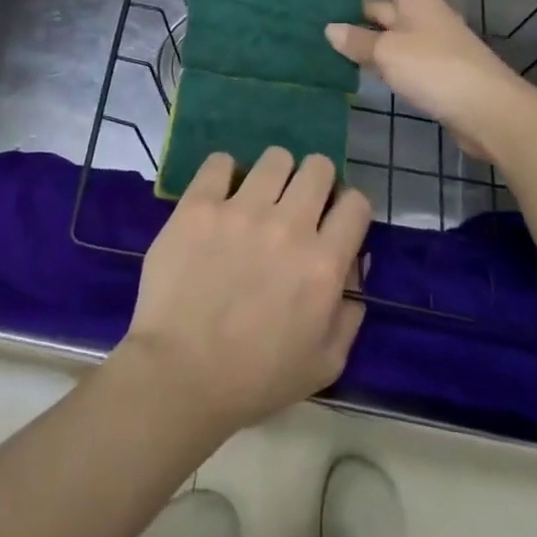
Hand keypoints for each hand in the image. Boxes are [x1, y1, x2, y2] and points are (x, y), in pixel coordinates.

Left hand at [122, 149, 370, 437]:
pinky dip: (224, 173)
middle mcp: (288, 226)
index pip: (356, 204)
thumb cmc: (255, 379)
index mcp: (323, 264)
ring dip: (273, 175)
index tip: (332, 221)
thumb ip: (349, 314)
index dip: (348, 209)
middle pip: (318, 167)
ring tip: (257, 197)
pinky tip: (220, 195)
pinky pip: (220, 162)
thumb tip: (355, 266)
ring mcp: (241, 210)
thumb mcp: (324, 364)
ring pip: (275, 158)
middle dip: (315, 181)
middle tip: (296, 204)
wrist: (180, 374)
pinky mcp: (199, 205)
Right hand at [324, 0, 536, 160]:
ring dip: (368, 41)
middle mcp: (426, 18)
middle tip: (326, 24)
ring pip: (394, 36)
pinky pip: (403, 60)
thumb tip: (330, 29)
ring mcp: (434, 47)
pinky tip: (365, 75)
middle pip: (388, 8)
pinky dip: (383, 63)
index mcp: (417, 1)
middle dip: (359, 13)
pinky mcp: (438, 75)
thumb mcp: (387, 52)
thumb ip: (357, 41)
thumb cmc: (434, 68)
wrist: (489, 111)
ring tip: (336, 50)